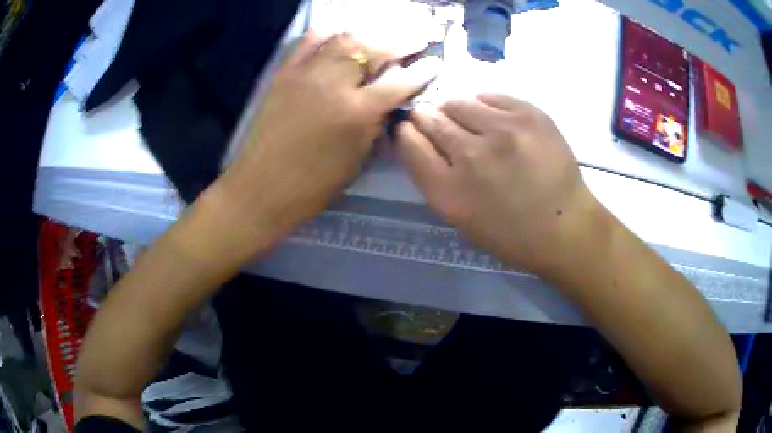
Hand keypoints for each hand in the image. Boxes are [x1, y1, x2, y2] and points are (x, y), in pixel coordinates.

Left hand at [207, 33, 436, 260]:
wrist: (260, 188)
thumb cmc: (313, 186)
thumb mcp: (357, 158)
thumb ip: (376, 122)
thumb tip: (390, 98)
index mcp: (356, 112)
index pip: (398, 82)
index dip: (421, 71)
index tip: (436, 61)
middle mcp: (333, 83)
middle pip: (373, 49)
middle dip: (401, 40)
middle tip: (419, 36)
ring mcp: (305, 74)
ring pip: (344, 39)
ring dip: (369, 35)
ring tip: (383, 37)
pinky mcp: (284, 74)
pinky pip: (308, 42)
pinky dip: (328, 34)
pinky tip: (339, 35)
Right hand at [396, 94, 599, 272]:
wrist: (565, 227)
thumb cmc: (510, 232)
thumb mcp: (460, 217)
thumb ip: (432, 177)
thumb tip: (417, 135)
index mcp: (450, 192)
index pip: (409, 143)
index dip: (406, 132)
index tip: (410, 128)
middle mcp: (472, 156)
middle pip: (430, 118)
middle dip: (427, 118)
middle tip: (438, 123)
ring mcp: (503, 131)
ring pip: (458, 102)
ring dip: (456, 111)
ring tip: (470, 123)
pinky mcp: (529, 115)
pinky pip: (489, 96)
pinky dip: (484, 105)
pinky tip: (493, 120)